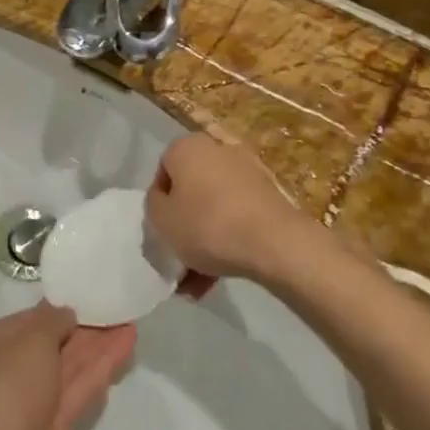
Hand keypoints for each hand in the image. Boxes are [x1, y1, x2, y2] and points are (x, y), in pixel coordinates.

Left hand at [0, 304, 135, 429]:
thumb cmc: (6, 385)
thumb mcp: (30, 338)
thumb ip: (52, 320)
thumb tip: (65, 315)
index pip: (22, 322)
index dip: (53, 311)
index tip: (83, 298)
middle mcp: (2, 372)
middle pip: (47, 345)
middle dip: (80, 328)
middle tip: (114, 308)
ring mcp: (28, 402)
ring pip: (67, 367)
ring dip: (97, 346)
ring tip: (129, 322)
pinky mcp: (52, 428)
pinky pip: (77, 389)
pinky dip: (99, 368)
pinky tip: (125, 347)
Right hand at [146, 134, 309, 285]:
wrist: (275, 243)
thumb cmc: (207, 225)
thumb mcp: (160, 218)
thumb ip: (154, 204)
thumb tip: (165, 199)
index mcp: (187, 147)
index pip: (163, 171)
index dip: (159, 203)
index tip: (163, 229)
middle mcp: (218, 150)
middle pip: (191, 191)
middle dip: (184, 226)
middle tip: (180, 256)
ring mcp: (248, 172)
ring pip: (214, 208)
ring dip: (204, 241)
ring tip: (199, 282)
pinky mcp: (270, 196)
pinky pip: (238, 216)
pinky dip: (228, 239)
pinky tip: (221, 276)